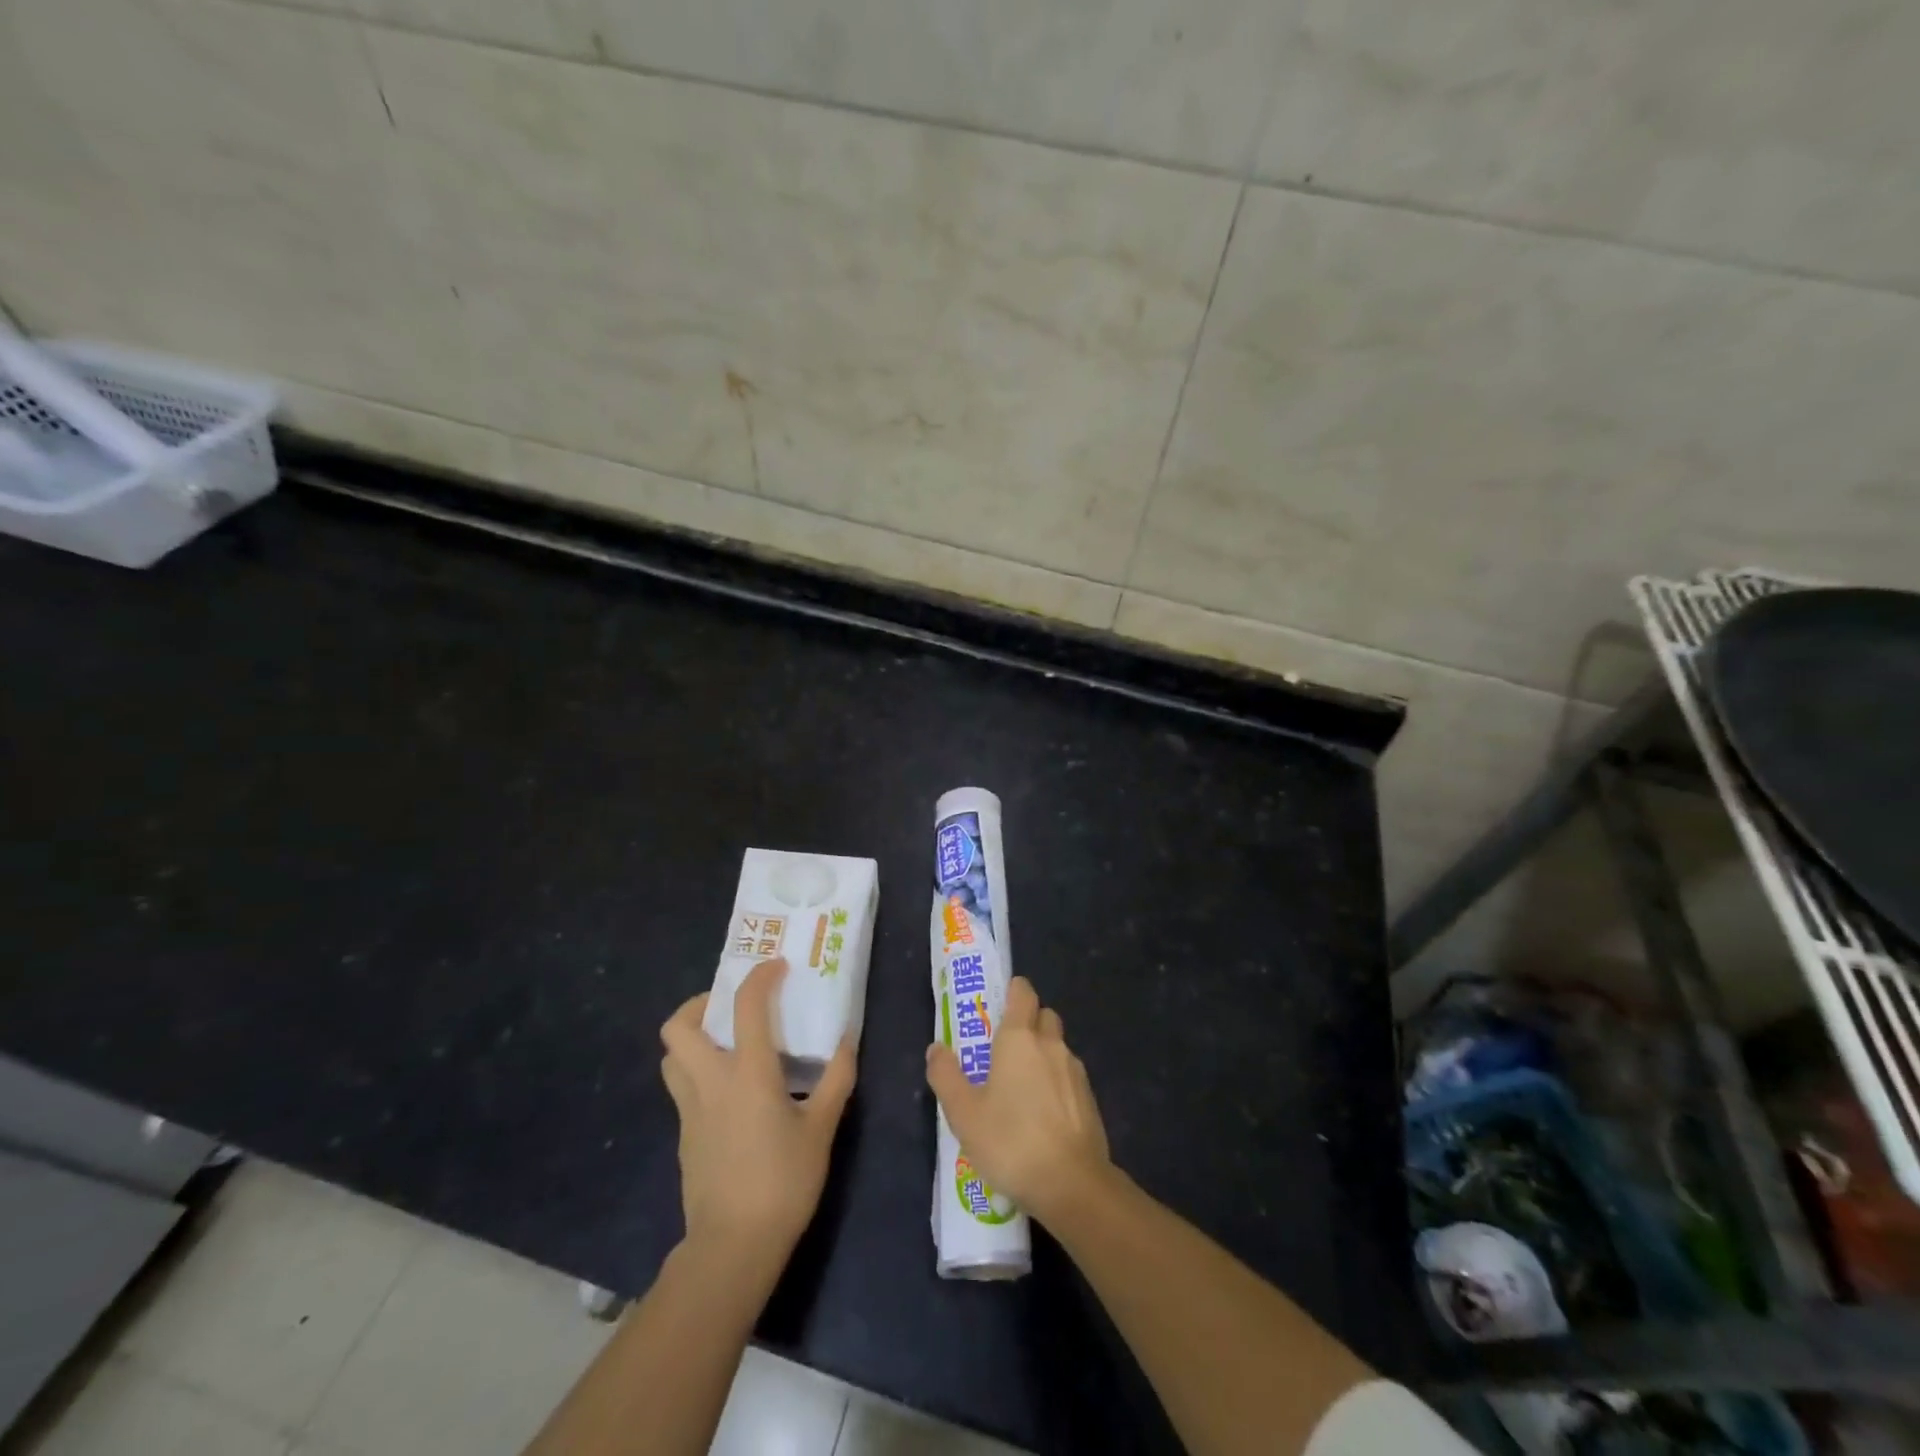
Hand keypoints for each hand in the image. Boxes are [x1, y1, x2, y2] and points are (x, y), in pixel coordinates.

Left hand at [660, 958, 855, 1258]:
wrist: (733, 1246)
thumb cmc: (783, 1181)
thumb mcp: (822, 1128)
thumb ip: (836, 1080)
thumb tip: (847, 1042)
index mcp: (748, 1073)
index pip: (746, 1006)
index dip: (760, 977)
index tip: (776, 968)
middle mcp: (710, 1082)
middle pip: (678, 1027)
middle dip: (698, 1005)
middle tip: (729, 1007)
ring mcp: (690, 1111)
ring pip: (672, 1058)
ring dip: (691, 1039)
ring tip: (724, 1043)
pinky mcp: (683, 1136)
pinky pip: (682, 1089)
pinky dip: (699, 1074)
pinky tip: (729, 1093)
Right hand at [925, 976, 1111, 1224]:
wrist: (1072, 1184)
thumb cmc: (1010, 1141)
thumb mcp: (963, 1113)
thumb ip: (946, 1076)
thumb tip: (936, 1048)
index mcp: (1019, 1038)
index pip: (1023, 992)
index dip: (1013, 991)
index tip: (999, 1003)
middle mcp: (1051, 1044)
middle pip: (1043, 1015)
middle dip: (1028, 1021)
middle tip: (1004, 1048)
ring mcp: (1075, 1071)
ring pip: (1058, 1046)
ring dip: (1042, 1053)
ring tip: (1021, 1086)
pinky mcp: (1089, 1098)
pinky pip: (1069, 1075)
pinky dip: (1056, 1082)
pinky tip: (1042, 1113)